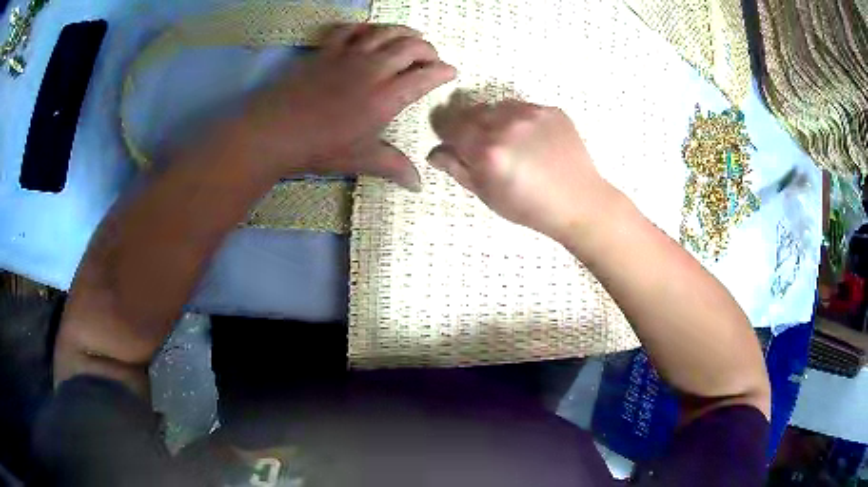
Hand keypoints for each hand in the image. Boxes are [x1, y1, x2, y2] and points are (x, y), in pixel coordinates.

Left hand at [240, 24, 455, 189]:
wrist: (276, 131)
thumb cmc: (321, 148)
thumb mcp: (360, 159)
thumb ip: (393, 167)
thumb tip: (419, 185)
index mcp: (387, 96)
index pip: (425, 76)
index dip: (443, 71)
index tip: (451, 71)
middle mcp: (374, 69)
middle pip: (410, 47)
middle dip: (428, 48)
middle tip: (432, 56)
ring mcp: (349, 56)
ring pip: (384, 32)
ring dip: (403, 31)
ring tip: (411, 36)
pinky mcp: (327, 51)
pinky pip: (349, 30)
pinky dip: (363, 27)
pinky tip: (368, 31)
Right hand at [428, 97, 619, 239]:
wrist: (579, 201)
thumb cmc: (529, 206)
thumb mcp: (487, 195)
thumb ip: (457, 169)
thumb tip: (435, 152)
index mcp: (487, 150)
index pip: (450, 125)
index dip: (446, 131)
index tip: (450, 139)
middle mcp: (506, 125)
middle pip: (472, 111)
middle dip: (469, 125)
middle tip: (481, 144)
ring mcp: (532, 114)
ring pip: (498, 106)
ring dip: (494, 118)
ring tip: (508, 140)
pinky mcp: (552, 111)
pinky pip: (524, 107)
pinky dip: (520, 119)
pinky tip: (531, 139)